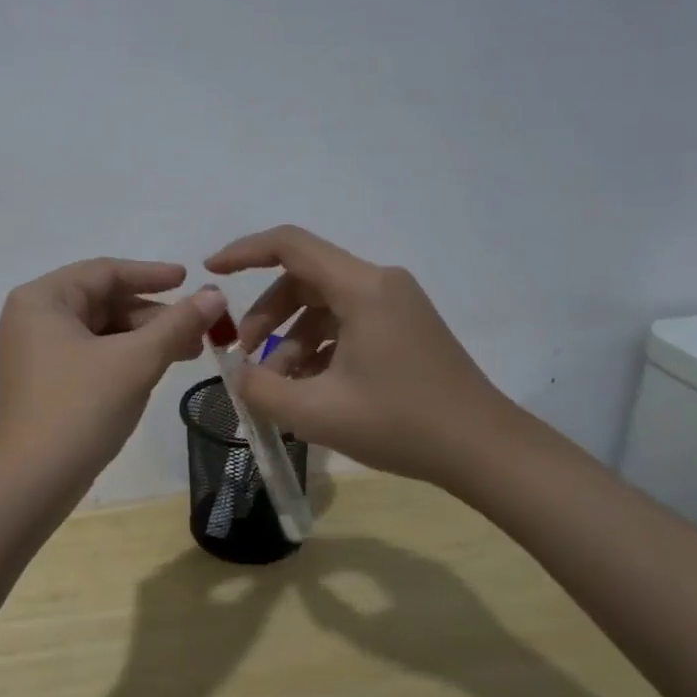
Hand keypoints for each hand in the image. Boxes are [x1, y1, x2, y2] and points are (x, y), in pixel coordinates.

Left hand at [0, 258, 225, 488]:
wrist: (29, 484)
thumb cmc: (79, 409)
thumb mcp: (135, 362)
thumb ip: (177, 324)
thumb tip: (215, 296)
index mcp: (42, 300)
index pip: (104, 272)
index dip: (151, 275)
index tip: (190, 280)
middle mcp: (32, 318)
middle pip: (102, 301)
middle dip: (153, 314)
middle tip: (199, 329)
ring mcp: (34, 353)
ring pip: (100, 331)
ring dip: (144, 338)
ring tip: (189, 352)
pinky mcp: (43, 383)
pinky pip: (90, 356)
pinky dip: (124, 358)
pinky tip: (156, 370)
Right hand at [203, 226, 523, 488]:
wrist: (485, 451)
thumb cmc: (400, 424)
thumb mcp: (316, 412)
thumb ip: (260, 390)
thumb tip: (237, 374)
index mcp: (362, 288)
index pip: (290, 245)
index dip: (244, 252)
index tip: (211, 271)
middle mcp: (380, 284)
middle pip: (303, 279)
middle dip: (267, 315)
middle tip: (246, 357)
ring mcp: (396, 305)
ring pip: (323, 305)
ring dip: (290, 338)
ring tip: (277, 385)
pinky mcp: (403, 328)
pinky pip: (346, 323)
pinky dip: (318, 348)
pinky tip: (308, 388)